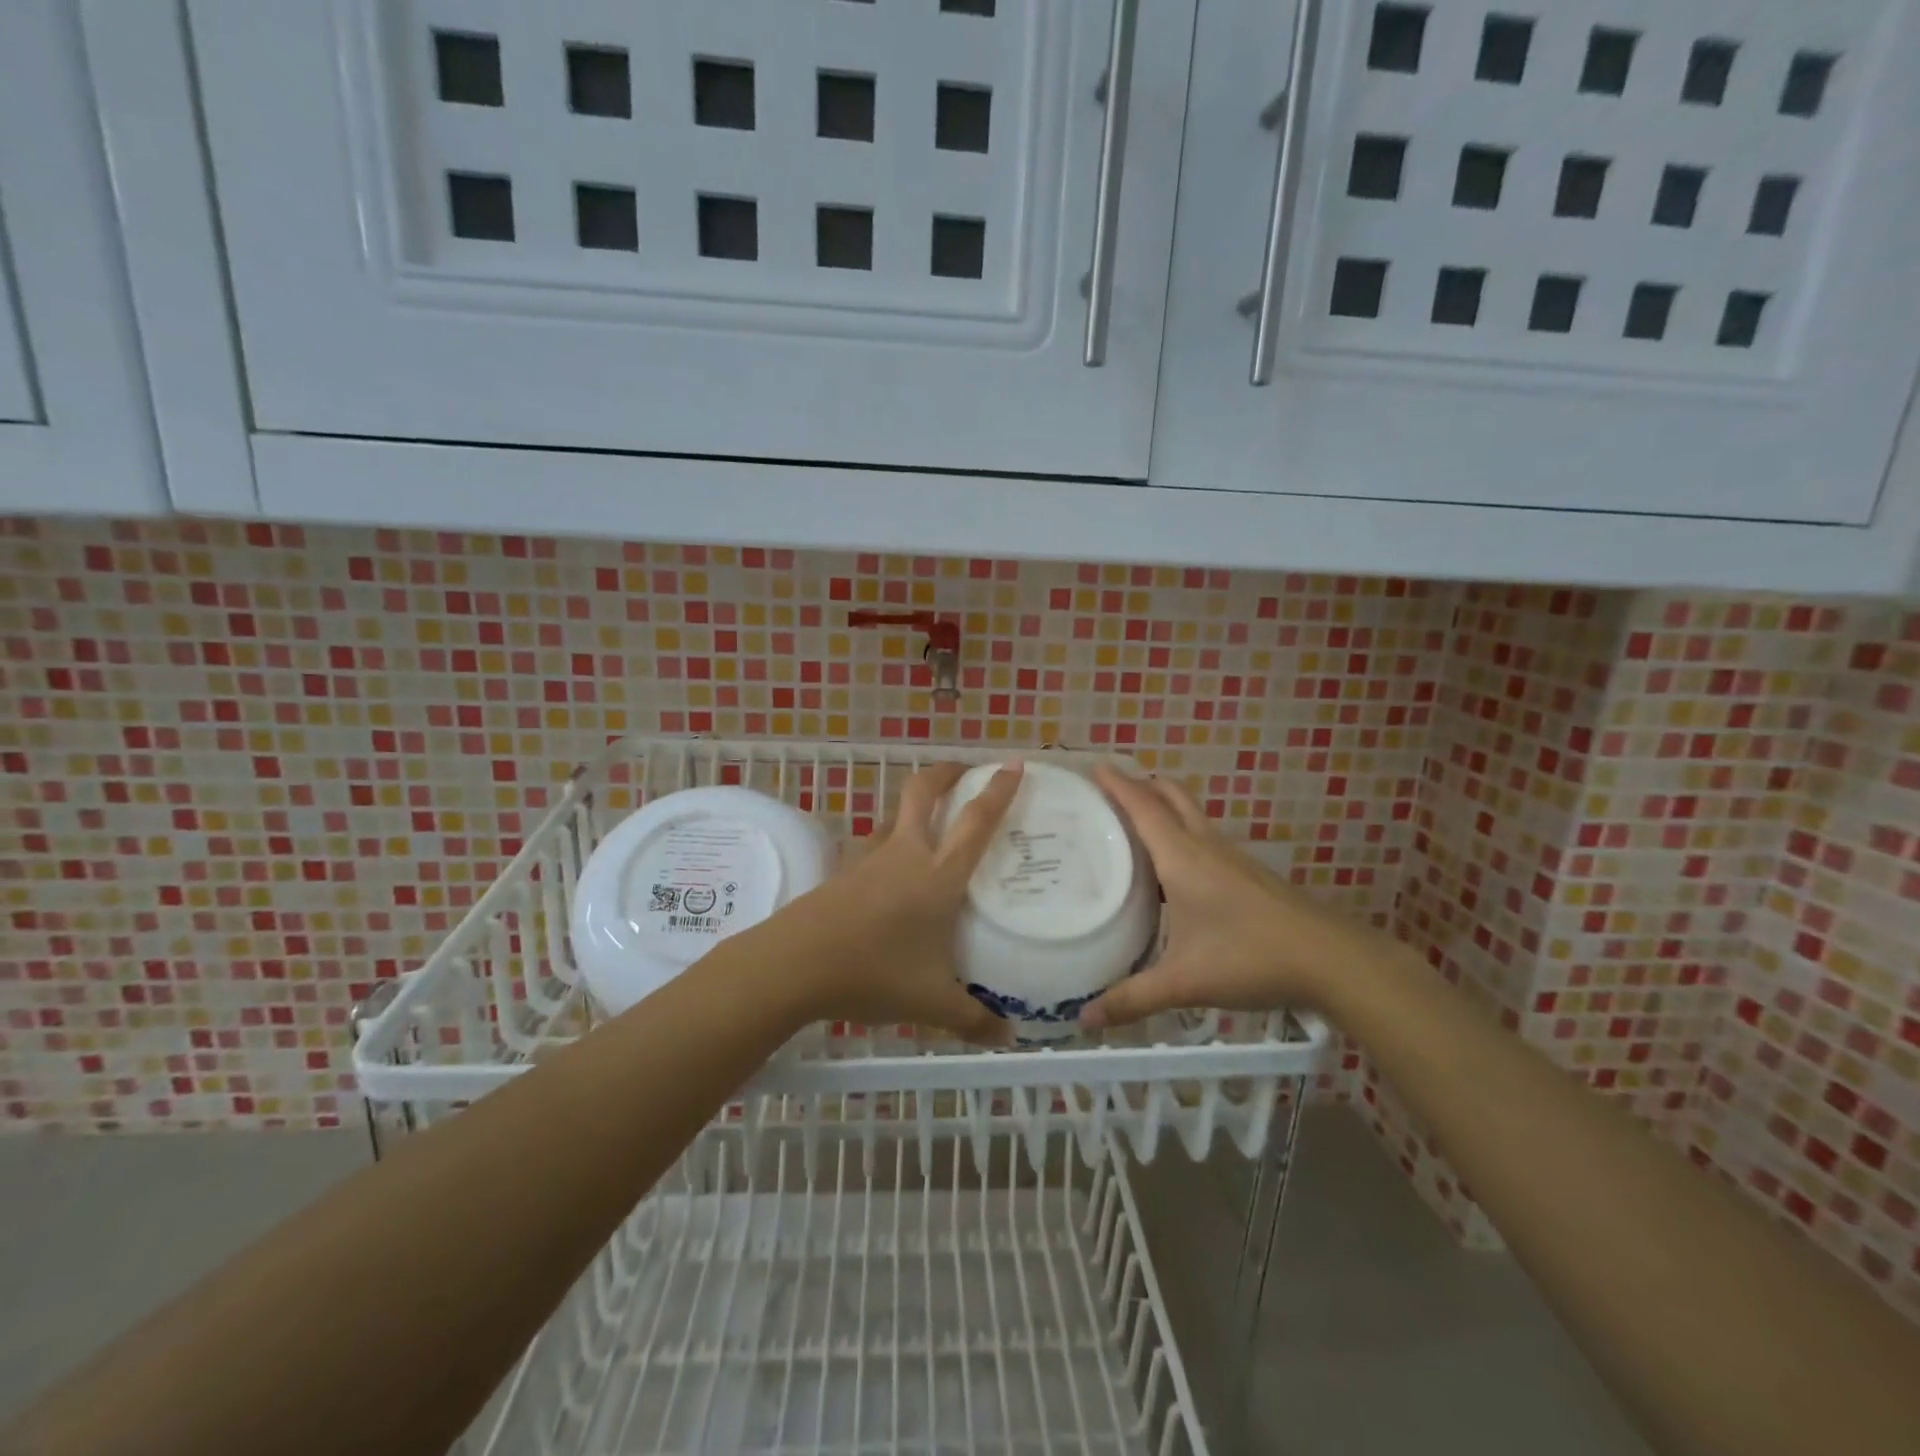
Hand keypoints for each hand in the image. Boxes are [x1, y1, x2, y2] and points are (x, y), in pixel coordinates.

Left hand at [771, 760, 1024, 1043]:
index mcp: (938, 875)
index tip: (1014, 763)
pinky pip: (872, 847)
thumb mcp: (931, 1003)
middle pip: (924, 791)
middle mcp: (906, 854)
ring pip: (894, 816)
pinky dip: (888, 844)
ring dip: (914, 809)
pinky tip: (889, 874)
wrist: (795, 965)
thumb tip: (1007, 1038)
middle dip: (946, 772)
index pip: (976, 820)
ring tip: (929, 824)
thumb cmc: (874, 973)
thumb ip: (973, 1019)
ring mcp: (869, 859)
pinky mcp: (842, 872)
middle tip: (965, 770)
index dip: (998, 789)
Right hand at [1080, 765, 1374, 1029]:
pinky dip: (1181, 834)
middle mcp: (1205, 846)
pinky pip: (1205, 838)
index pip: (1142, 807)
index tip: (1094, 764)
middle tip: (1110, 791)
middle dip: (1142, 784)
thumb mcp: (1185, 982)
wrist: (1332, 960)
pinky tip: (1175, 868)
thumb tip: (1086, 1021)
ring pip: (1191, 816)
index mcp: (1182, 857)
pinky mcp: (1249, 874)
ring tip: (1133, 825)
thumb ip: (1134, 999)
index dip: (1117, 784)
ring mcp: (1232, 858)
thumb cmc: (1251, 958)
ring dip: (1163, 808)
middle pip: (1171, 796)